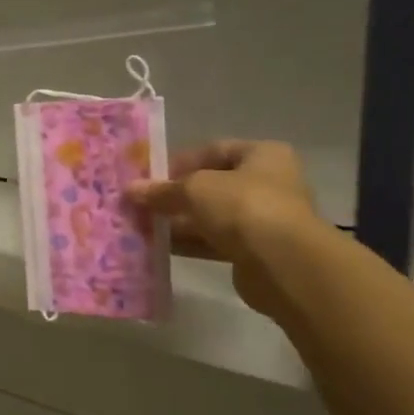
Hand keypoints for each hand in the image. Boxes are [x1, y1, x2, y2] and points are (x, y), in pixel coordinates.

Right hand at [125, 141, 318, 319]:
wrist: (284, 264)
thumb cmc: (243, 207)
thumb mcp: (195, 189)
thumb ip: (162, 190)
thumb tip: (130, 190)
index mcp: (262, 155)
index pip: (215, 150)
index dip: (181, 161)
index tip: (151, 176)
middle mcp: (268, 183)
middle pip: (212, 186)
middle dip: (176, 195)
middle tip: (141, 203)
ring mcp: (263, 219)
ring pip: (212, 216)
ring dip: (179, 221)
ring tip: (143, 226)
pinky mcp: (255, 252)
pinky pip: (215, 242)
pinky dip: (190, 243)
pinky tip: (160, 247)